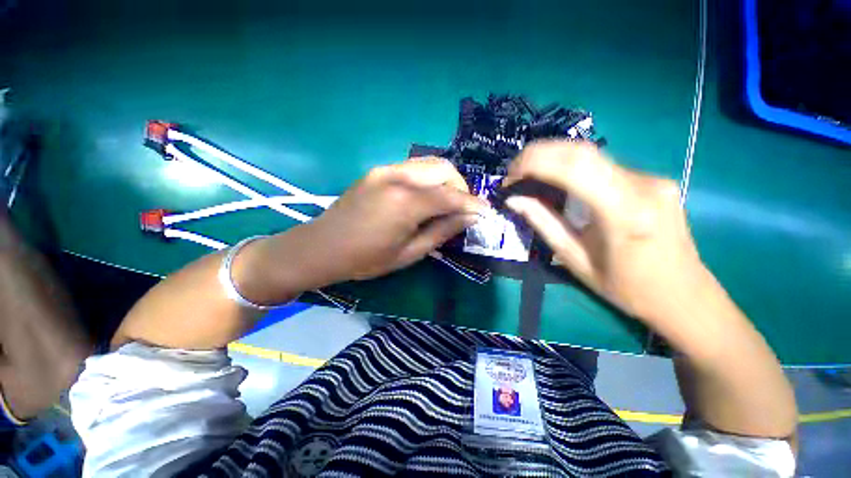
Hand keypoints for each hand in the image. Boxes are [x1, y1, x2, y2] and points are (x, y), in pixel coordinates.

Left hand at [295, 157, 485, 284]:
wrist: (323, 246)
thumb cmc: (366, 258)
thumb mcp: (409, 253)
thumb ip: (441, 231)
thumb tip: (470, 218)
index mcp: (406, 203)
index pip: (451, 197)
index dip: (472, 204)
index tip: (486, 212)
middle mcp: (398, 177)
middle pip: (444, 169)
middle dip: (460, 187)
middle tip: (462, 209)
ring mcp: (386, 169)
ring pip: (429, 163)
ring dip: (445, 180)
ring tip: (446, 202)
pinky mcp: (379, 170)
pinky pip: (414, 167)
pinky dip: (428, 178)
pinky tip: (425, 196)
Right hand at [502, 141, 710, 337]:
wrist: (684, 296)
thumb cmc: (627, 288)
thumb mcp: (575, 260)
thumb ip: (543, 223)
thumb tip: (514, 200)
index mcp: (624, 211)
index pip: (573, 167)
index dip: (534, 163)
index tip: (509, 176)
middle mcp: (643, 184)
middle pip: (581, 151)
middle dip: (538, 154)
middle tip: (513, 172)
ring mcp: (651, 177)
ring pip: (592, 155)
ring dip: (553, 158)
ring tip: (529, 175)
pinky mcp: (651, 179)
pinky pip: (603, 165)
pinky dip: (571, 167)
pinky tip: (558, 181)